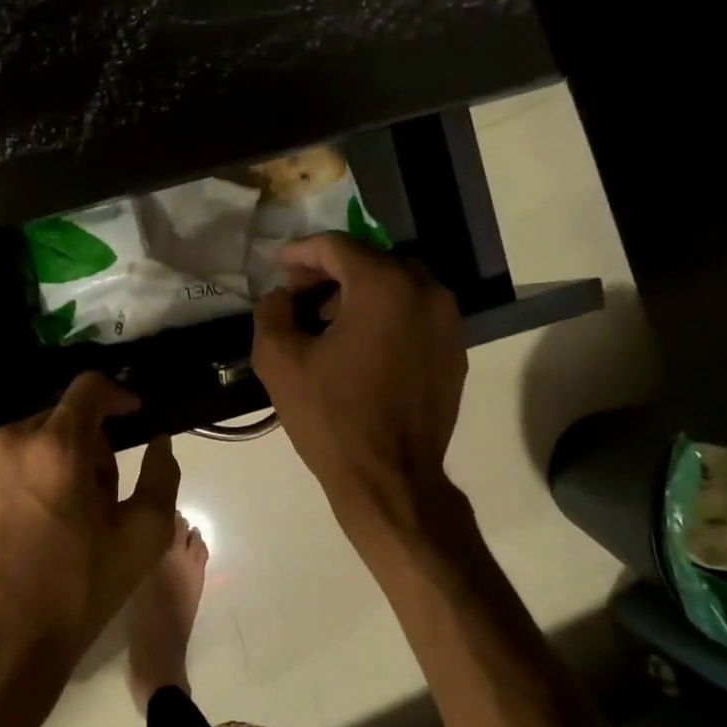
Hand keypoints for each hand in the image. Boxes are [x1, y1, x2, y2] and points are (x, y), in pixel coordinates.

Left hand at [0, 372, 179, 674]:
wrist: (3, 639)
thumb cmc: (79, 588)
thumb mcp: (143, 536)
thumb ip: (162, 475)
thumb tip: (159, 441)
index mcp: (57, 447)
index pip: (89, 388)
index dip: (116, 395)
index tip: (131, 414)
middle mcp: (9, 440)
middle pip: (60, 419)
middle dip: (85, 444)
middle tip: (96, 493)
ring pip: (27, 439)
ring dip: (49, 459)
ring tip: (56, 510)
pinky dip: (16, 475)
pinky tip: (22, 518)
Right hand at [252, 233, 466, 529]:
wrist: (391, 479)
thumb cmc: (332, 418)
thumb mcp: (279, 362)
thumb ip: (271, 312)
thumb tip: (281, 297)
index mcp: (384, 286)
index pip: (337, 247)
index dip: (302, 253)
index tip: (280, 268)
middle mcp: (426, 291)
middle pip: (370, 261)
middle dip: (331, 272)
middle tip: (299, 297)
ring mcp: (448, 322)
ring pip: (397, 286)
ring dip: (359, 294)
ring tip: (327, 325)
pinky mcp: (454, 351)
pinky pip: (415, 314)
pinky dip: (385, 317)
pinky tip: (360, 348)